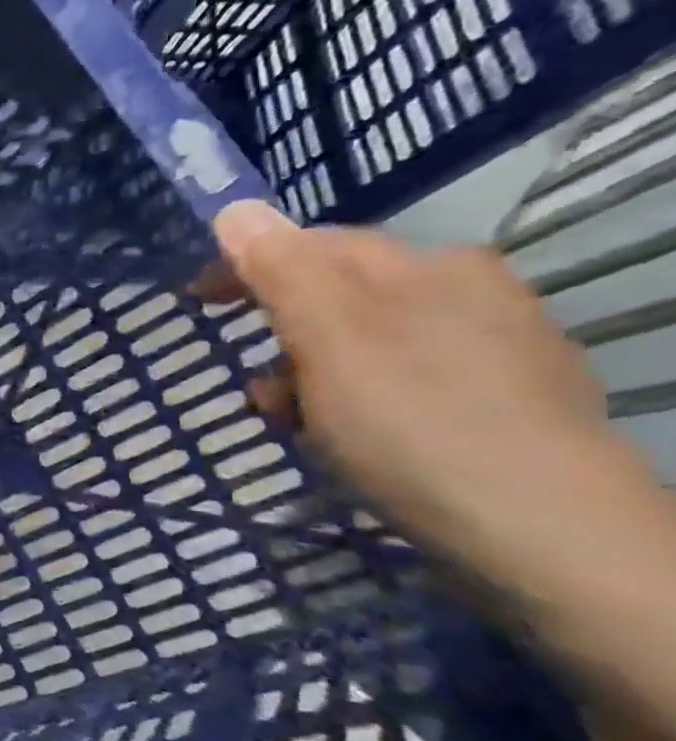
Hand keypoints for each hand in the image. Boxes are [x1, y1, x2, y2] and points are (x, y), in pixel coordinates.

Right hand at [210, 201, 644, 590]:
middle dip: (282, 334)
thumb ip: (280, 270)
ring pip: (368, 344)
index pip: (315, 245)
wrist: (545, 532)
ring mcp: (497, 350)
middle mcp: (471, 293)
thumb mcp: (329, 338)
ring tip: (297, 425)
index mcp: (429, 266)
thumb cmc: (414, 422)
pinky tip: (355, 442)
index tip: (195, 299)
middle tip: (255, 386)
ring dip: (314, 375)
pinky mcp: (506, 406)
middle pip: (340, 296)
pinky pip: (403, 382)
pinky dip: (359, 401)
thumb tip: (236, 208)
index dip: (247, 266)